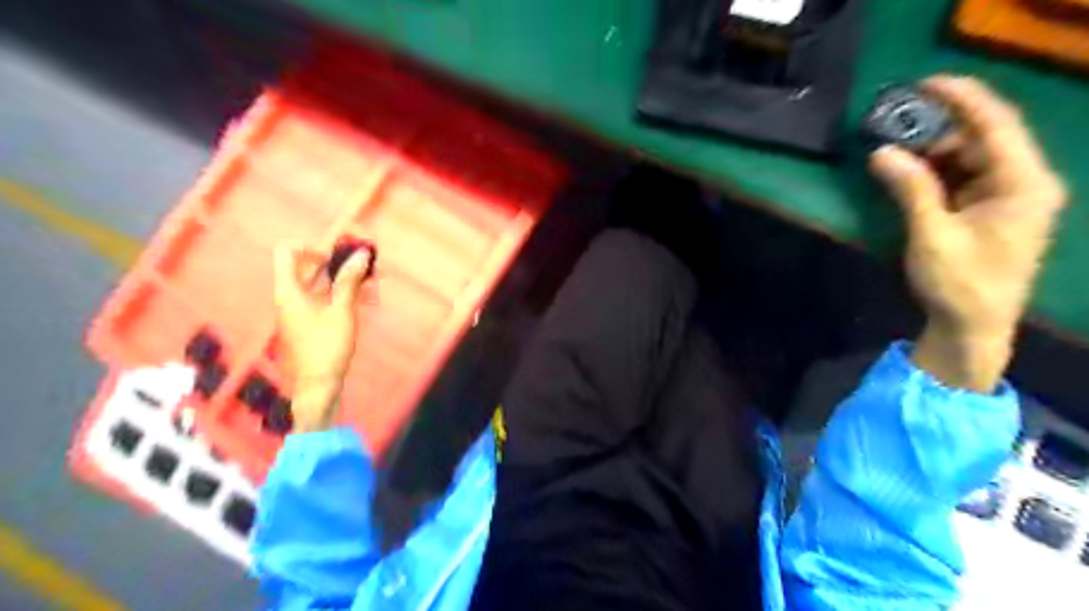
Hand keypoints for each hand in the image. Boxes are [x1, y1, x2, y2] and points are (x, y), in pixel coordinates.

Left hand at [272, 240, 373, 431]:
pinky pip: (323, 297)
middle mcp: (290, 296)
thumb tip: (361, 254)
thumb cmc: (327, 346)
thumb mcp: (342, 311)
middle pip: (307, 266)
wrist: (318, 384)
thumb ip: (350, 280)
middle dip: (336, 262)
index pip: (287, 252)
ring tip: (371, 282)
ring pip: (319, 282)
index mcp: (289, 290)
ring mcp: (298, 309)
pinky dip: (341, 293)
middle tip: (363, 264)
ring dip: (343, 278)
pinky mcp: (308, 320)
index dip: (311, 246)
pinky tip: (365, 298)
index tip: (336, 254)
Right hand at [874, 78, 1068, 390]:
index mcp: (1024, 183)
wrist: (974, 327)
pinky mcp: (991, 211)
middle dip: (940, 129)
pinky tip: (909, 175)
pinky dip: (936, 174)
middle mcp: (1025, 182)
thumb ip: (911, 189)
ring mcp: (1009, 197)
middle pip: (984, 139)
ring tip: (896, 150)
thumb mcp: (932, 234)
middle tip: (897, 124)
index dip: (963, 98)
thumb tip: (882, 153)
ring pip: (971, 159)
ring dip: (934, 153)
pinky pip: (964, 179)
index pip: (996, 125)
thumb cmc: (959, 284)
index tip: (926, 83)